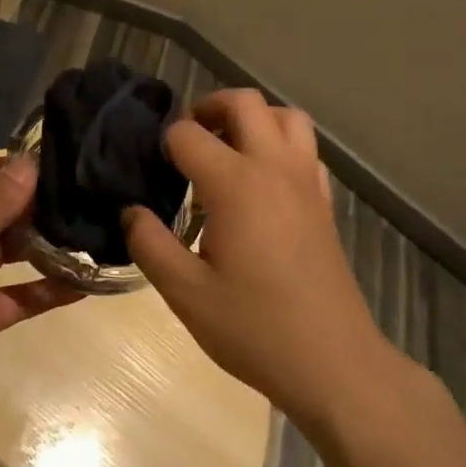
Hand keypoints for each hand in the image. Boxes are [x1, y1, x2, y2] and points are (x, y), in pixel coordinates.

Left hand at [0, 156, 81, 433]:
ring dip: (50, 243)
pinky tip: (88, 281)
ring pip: (18, 249)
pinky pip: (24, 293)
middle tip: (94, 196)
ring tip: (98, 231)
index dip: (19, 168)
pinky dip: (51, 288)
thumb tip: (29, 163)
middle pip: (3, 209)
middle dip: (42, 204)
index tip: (67, 164)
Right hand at [123, 89, 401, 427]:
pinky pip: (306, 149)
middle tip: (187, 141)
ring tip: (228, 150)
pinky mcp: (324, 202)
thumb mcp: (186, 294)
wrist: (334, 364)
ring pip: (285, 116)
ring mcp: (306, 182)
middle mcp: (273, 168)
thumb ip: (150, 245)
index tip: (152, 170)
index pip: (187, 134)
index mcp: (235, 184)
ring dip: (253, 118)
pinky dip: (282, 146)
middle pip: (243, 102)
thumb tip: (130, 211)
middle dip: (208, 108)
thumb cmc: (255, 329)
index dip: (163, 144)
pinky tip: (263, 182)